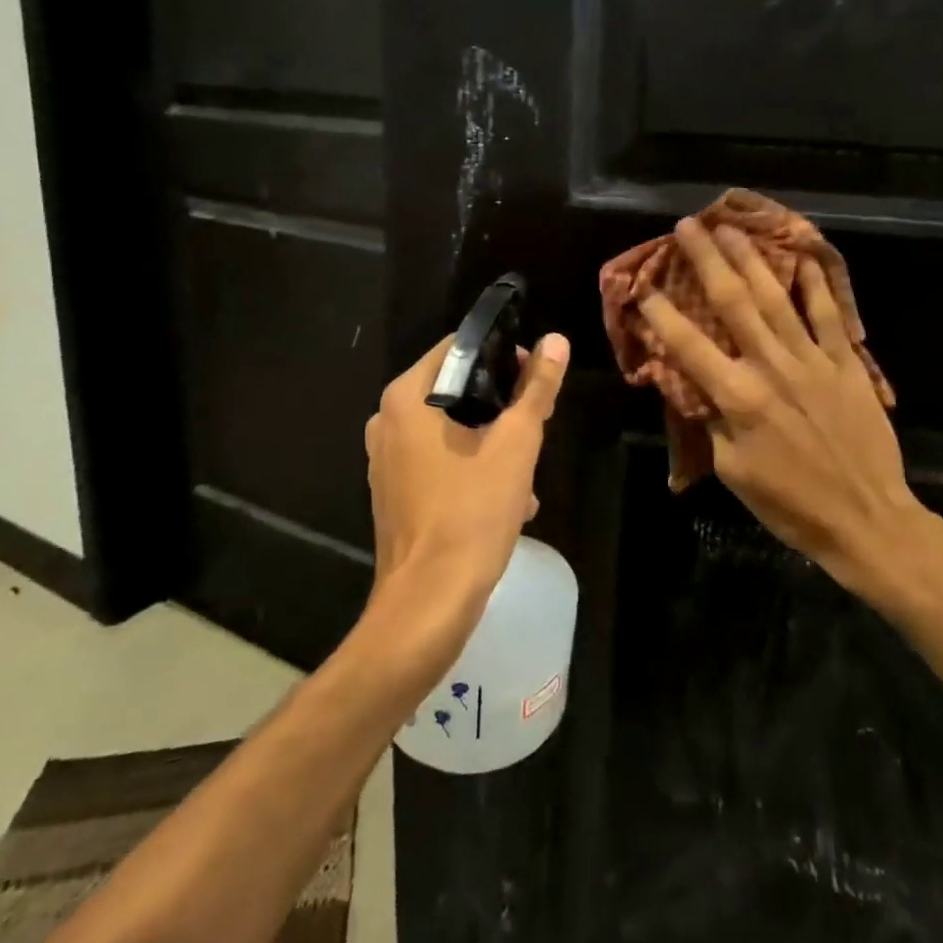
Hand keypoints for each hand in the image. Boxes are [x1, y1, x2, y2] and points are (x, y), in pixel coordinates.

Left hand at [364, 331, 570, 634]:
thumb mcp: (516, 445)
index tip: (534, 376)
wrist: (429, 603)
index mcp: (406, 398)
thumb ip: (536, 388)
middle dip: (500, 408)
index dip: (501, 355)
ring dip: (491, 444)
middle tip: (535, 427)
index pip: (458, 348)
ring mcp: (386, 460)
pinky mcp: (393, 493)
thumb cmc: (472, 512)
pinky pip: (439, 462)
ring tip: (526, 473)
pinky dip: (471, 470)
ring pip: (450, 430)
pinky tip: (507, 500)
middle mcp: (387, 421)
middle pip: (455, 391)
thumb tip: (556, 340)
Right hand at [639, 219, 919, 596]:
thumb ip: (711, 420)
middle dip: (706, 260)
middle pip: (733, 303)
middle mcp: (772, 367)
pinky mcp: (846, 362)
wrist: (866, 518)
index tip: (641, 285)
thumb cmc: (790, 504)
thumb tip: (692, 383)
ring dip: (751, 259)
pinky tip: (803, 255)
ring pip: (777, 297)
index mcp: (738, 398)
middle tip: (687, 226)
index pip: (688, 345)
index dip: (661, 313)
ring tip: (731, 228)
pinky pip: (828, 314)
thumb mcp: (733, 470)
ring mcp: (813, 359)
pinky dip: (815, 283)